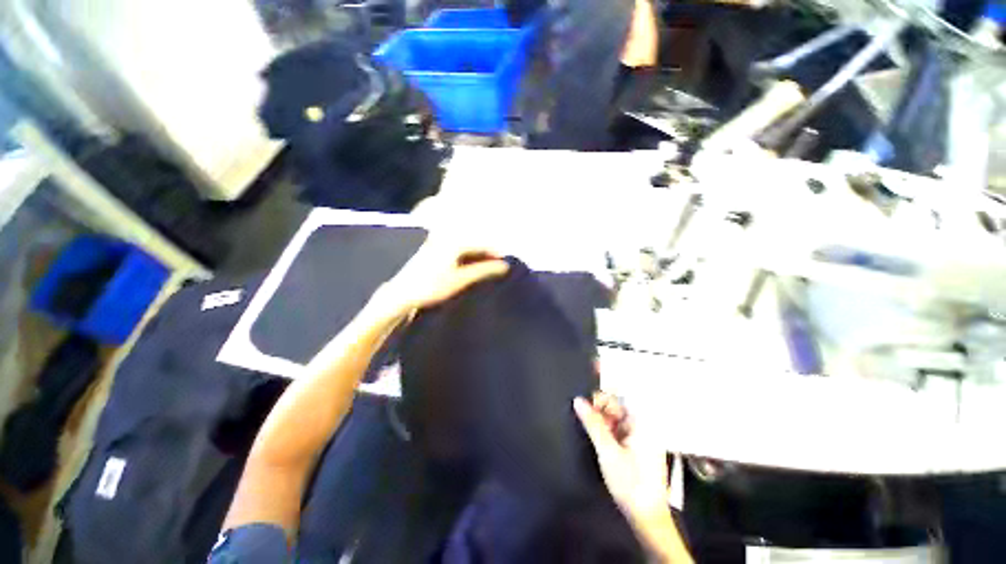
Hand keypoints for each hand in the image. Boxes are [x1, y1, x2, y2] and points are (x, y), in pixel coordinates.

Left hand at [380, 233, 509, 313]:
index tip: (507, 263)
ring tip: (488, 270)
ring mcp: (438, 244)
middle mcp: (446, 238)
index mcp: (454, 242)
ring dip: (478, 258)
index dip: (495, 253)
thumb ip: (483, 271)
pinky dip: (467, 259)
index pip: (481, 244)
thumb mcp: (461, 279)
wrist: (402, 293)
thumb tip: (504, 266)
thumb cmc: (431, 286)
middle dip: (487, 255)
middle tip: (499, 268)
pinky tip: (471, 269)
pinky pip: (457, 252)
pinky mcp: (433, 251)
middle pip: (474, 245)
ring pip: (466, 248)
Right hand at [574, 393, 667, 523]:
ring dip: (601, 419)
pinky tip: (595, 434)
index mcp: (642, 422)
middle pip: (618, 406)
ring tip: (585, 422)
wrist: (647, 518)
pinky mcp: (637, 447)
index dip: (602, 392)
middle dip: (599, 407)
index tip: (585, 394)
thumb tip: (577, 400)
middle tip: (581, 411)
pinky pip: (619, 429)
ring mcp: (641, 436)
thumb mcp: (607, 451)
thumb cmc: (630, 482)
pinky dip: (607, 429)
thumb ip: (592, 423)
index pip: (621, 395)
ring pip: (616, 418)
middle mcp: (644, 425)